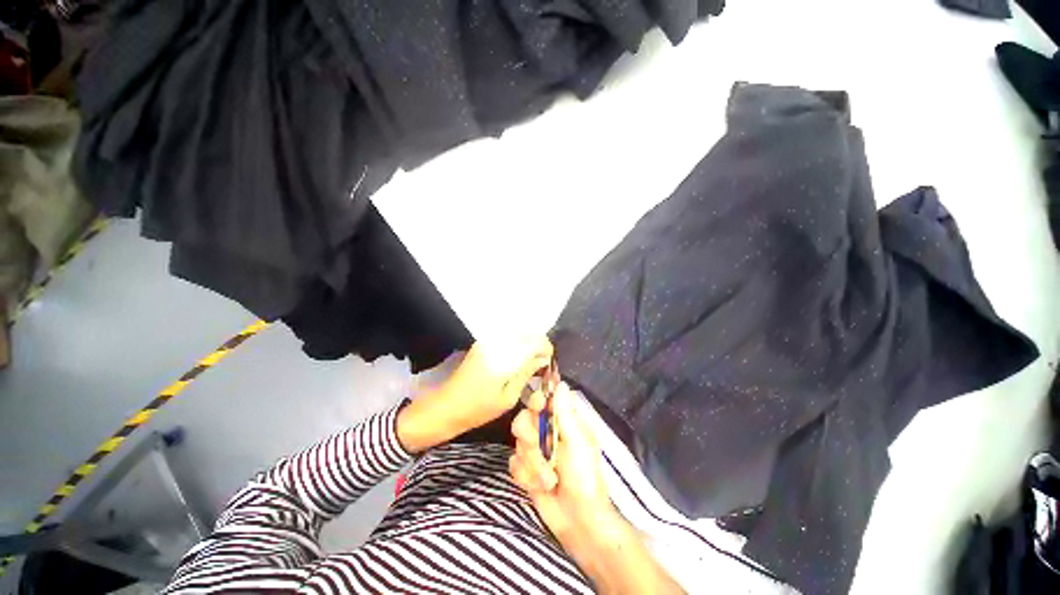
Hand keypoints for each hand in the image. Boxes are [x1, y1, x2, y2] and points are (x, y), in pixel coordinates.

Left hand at [397, 337, 552, 453]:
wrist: (445, 406)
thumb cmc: (478, 409)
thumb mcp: (508, 397)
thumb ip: (527, 373)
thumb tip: (543, 358)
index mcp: (504, 357)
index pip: (535, 341)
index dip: (546, 348)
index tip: (548, 362)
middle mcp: (497, 342)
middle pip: (528, 333)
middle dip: (538, 345)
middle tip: (541, 364)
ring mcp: (488, 340)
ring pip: (518, 333)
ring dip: (528, 344)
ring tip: (529, 363)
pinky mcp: (482, 342)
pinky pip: (507, 337)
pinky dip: (516, 344)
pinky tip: (516, 360)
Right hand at [509, 381, 614, 542]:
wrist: (577, 521)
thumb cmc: (585, 478)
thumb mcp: (578, 443)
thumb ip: (565, 413)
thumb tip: (561, 383)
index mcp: (564, 421)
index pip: (544, 399)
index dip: (537, 400)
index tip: (538, 406)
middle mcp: (547, 431)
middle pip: (524, 418)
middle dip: (530, 438)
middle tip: (540, 449)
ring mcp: (535, 450)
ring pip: (518, 443)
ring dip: (533, 464)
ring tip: (550, 480)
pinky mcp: (526, 469)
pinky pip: (514, 463)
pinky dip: (526, 476)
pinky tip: (540, 486)